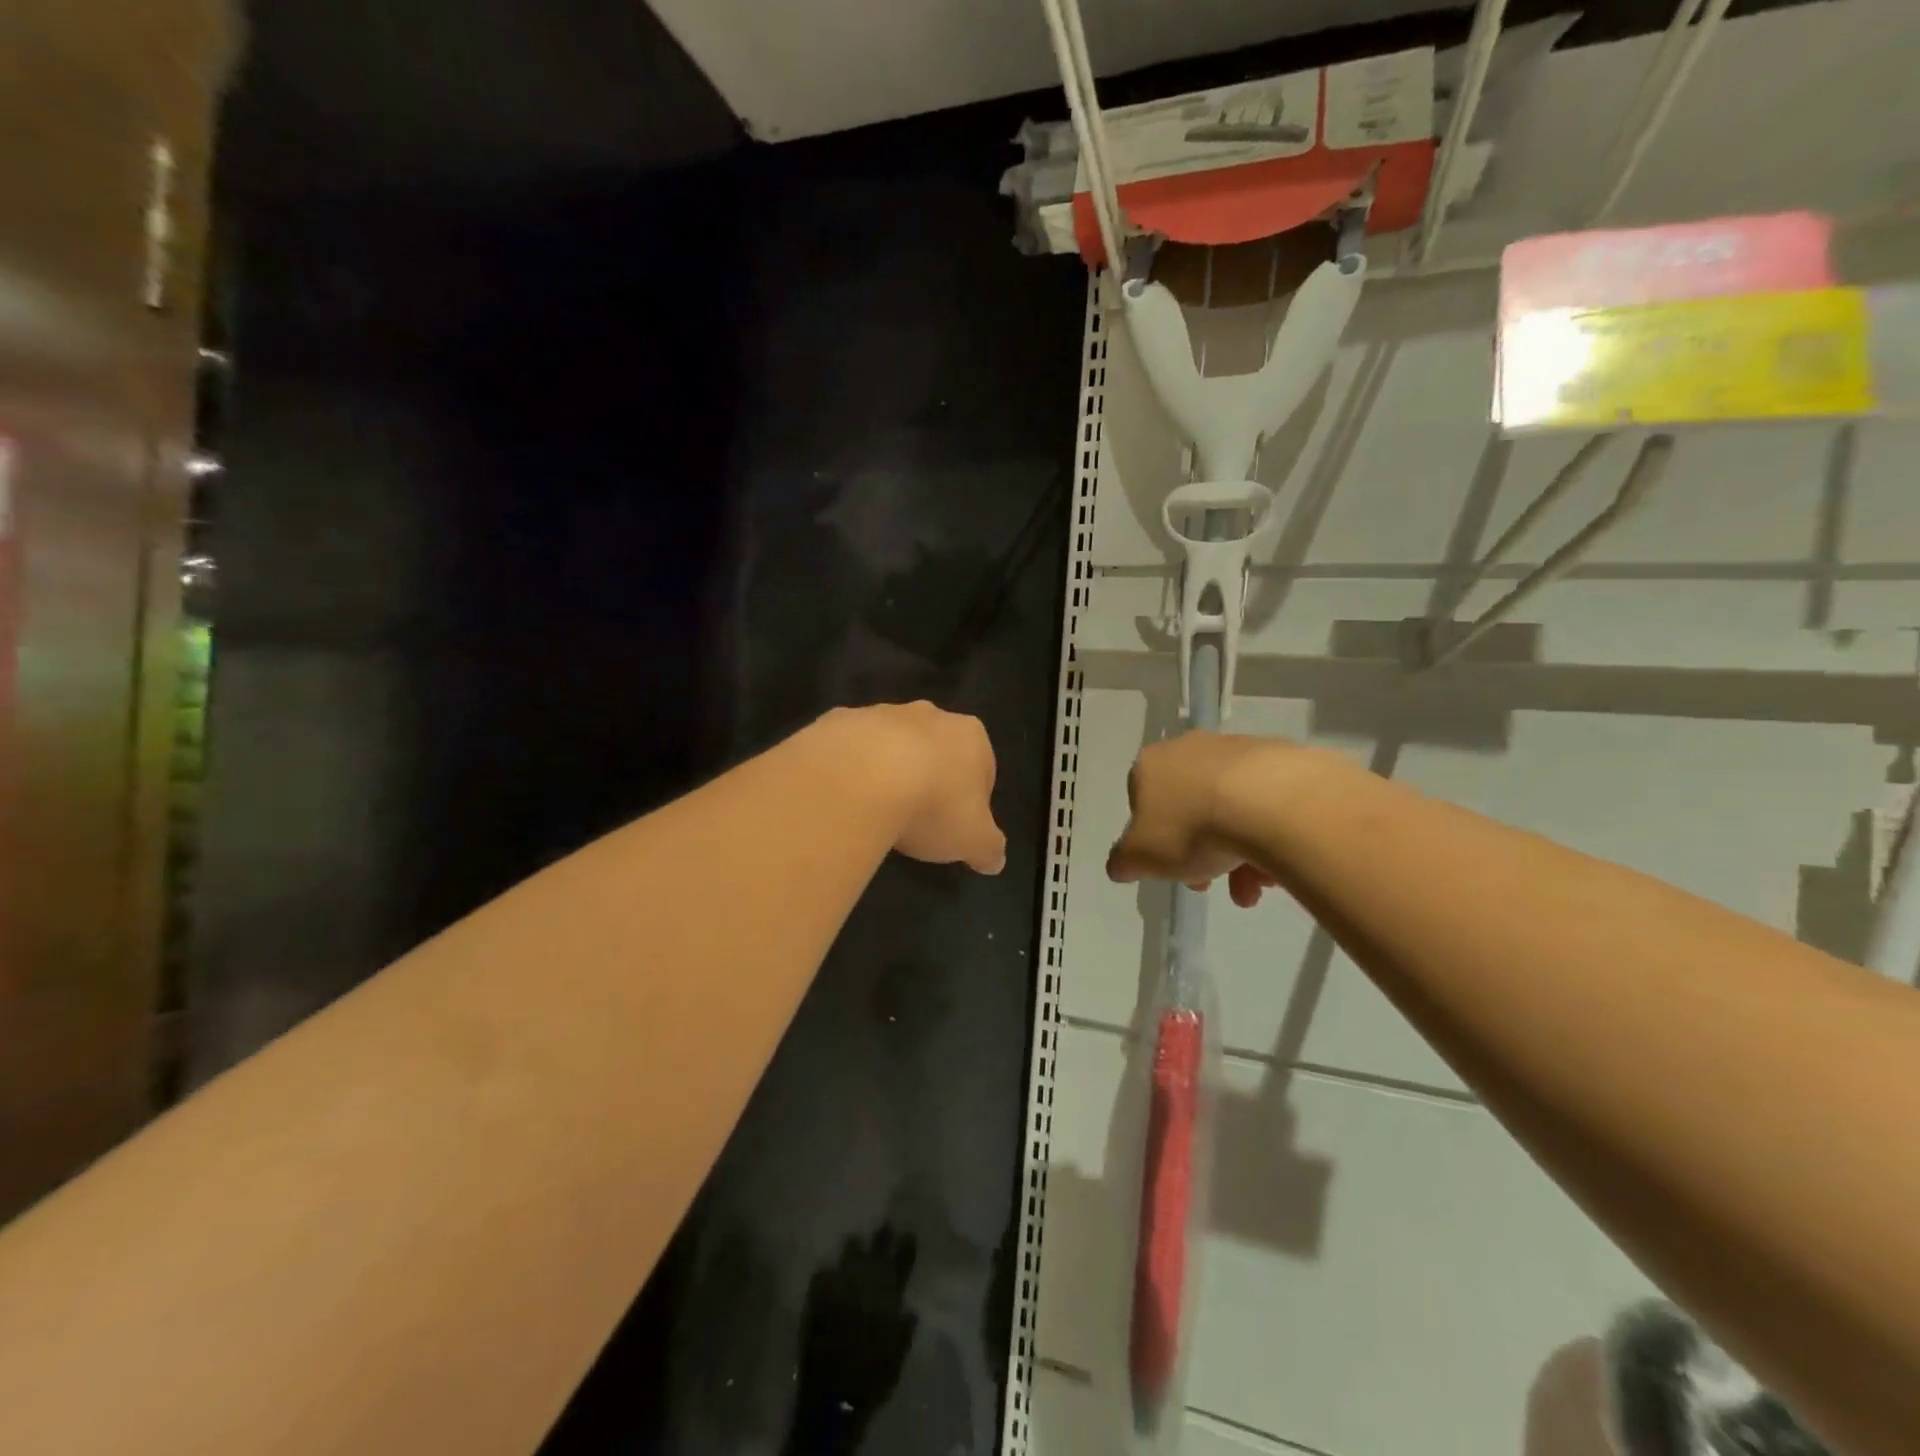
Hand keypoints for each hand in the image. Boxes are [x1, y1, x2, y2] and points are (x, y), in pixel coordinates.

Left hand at [823, 703, 1006, 874]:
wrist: (859, 779)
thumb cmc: (932, 805)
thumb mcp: (973, 841)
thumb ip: (989, 848)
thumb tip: (995, 860)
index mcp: (971, 736)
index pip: (982, 767)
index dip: (972, 800)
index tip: (956, 827)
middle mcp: (929, 715)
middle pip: (935, 749)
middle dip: (929, 778)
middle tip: (917, 819)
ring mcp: (880, 713)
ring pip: (890, 744)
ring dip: (887, 771)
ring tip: (876, 812)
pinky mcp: (839, 721)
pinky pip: (849, 748)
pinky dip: (849, 769)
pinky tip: (845, 799)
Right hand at [1107, 731, 1283, 906]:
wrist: (1271, 803)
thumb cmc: (1191, 828)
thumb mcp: (1140, 858)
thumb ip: (1123, 861)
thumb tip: (1121, 865)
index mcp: (1150, 766)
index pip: (1143, 803)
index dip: (1155, 841)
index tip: (1172, 870)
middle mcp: (1190, 749)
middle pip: (1190, 809)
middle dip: (1200, 853)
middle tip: (1213, 884)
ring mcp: (1237, 750)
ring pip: (1230, 809)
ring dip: (1238, 853)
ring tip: (1255, 888)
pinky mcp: (1280, 758)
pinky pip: (1266, 803)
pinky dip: (1269, 834)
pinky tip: (1278, 865)